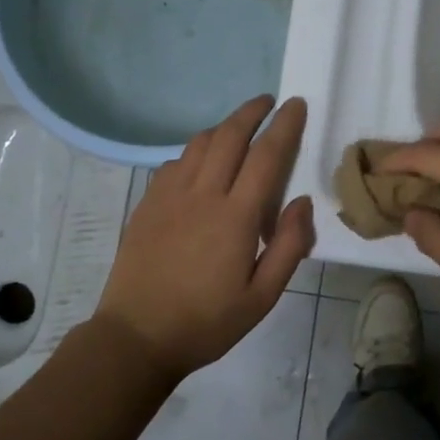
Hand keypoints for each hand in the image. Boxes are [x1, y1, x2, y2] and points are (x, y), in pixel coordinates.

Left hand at [94, 95, 314, 385]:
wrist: (136, 337)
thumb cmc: (206, 322)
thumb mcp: (262, 297)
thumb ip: (290, 246)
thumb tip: (302, 201)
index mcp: (235, 217)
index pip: (266, 156)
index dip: (284, 126)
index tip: (296, 105)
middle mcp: (202, 195)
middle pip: (229, 136)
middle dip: (252, 112)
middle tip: (269, 103)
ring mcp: (169, 196)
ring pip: (198, 144)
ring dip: (223, 127)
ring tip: (239, 128)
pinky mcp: (147, 204)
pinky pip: (175, 163)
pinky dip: (195, 152)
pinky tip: (201, 165)